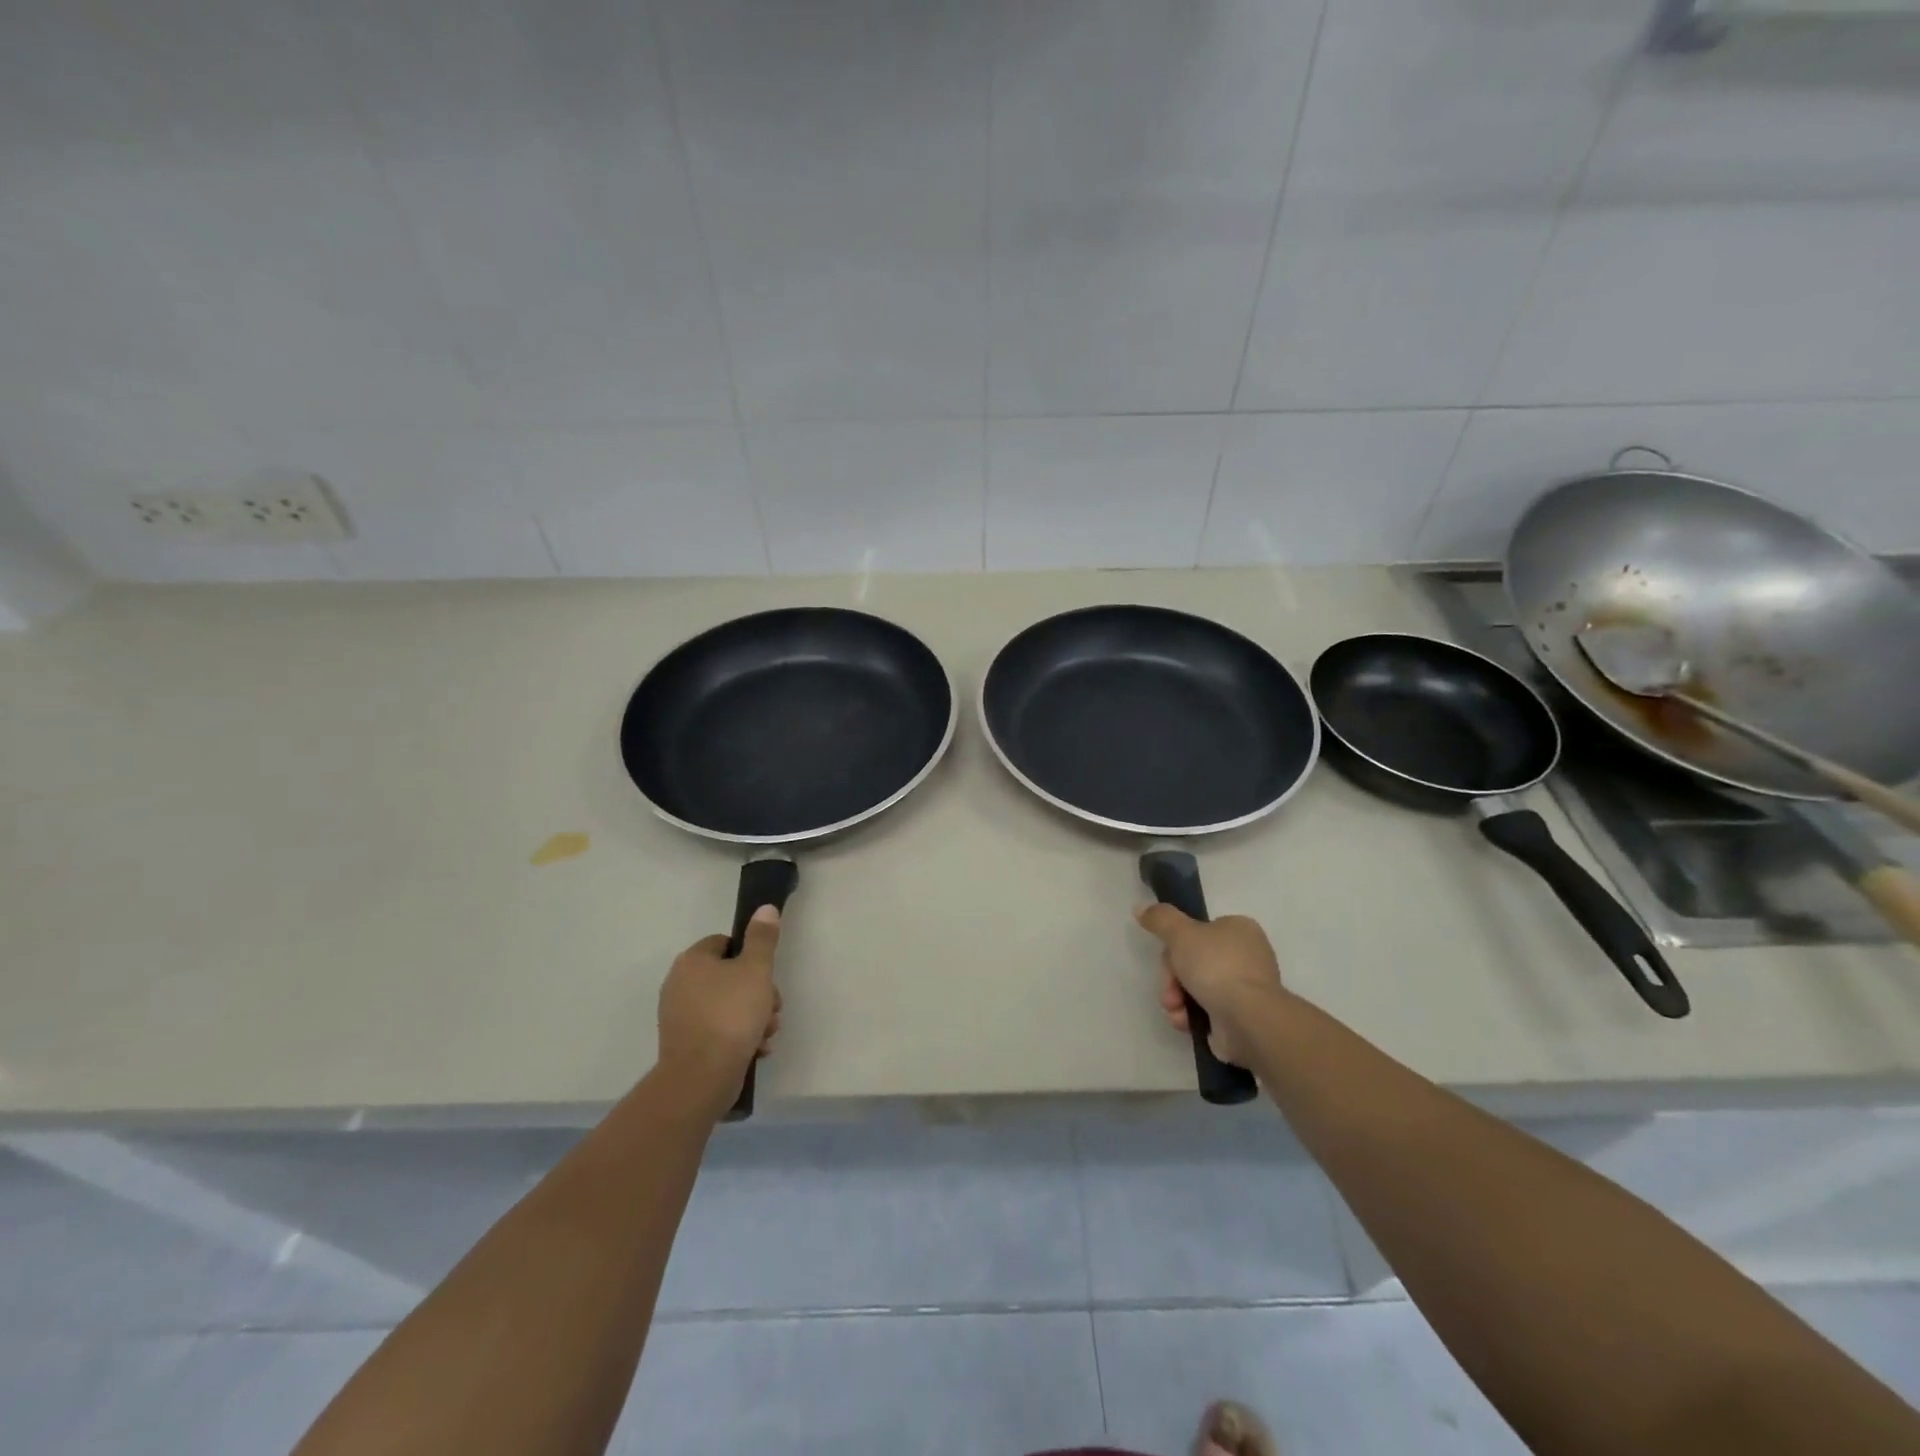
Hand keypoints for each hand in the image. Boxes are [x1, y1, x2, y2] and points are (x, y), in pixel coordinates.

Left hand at [657, 906, 782, 1108]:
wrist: (702, 1077)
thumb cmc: (731, 1014)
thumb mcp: (756, 970)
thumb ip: (762, 938)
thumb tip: (765, 908)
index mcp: (692, 961)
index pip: (725, 943)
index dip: (751, 956)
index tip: (767, 975)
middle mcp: (679, 984)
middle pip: (729, 977)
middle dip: (758, 992)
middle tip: (774, 1008)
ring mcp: (679, 1016)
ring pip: (727, 1006)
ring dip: (753, 1017)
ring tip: (767, 1034)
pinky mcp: (685, 1044)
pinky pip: (717, 1031)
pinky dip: (738, 1037)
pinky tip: (756, 1050)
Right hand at [1135, 905, 1283, 1068]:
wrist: (1248, 1019)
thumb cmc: (1216, 967)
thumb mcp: (1181, 933)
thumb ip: (1160, 919)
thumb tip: (1140, 908)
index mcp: (1239, 929)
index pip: (1197, 931)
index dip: (1175, 946)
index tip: (1167, 959)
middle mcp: (1246, 956)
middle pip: (1192, 962)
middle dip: (1173, 980)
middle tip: (1169, 992)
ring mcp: (1245, 988)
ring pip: (1196, 988)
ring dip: (1177, 1000)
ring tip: (1176, 1012)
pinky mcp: (1242, 1017)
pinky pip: (1207, 1011)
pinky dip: (1192, 1017)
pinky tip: (1186, 1023)